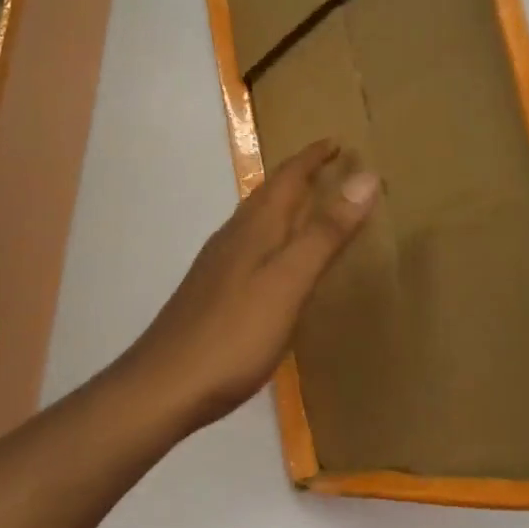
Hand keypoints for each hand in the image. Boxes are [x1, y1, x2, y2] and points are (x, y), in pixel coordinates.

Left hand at [126, 139, 379, 430]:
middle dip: (299, 175)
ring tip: (308, 205)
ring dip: (284, 204)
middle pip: (268, 193)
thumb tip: (365, 177)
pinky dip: (272, 235)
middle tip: (329, 167)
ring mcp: (218, 265)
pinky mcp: (212, 291)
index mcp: (255, 228)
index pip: (287, 177)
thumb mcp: (290, 281)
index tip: (337, 142)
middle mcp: (234, 237)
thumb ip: (326, 233)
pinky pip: (248, 245)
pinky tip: (274, 261)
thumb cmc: (234, 334)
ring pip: (256, 219)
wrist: (163, 386)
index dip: (312, 157)